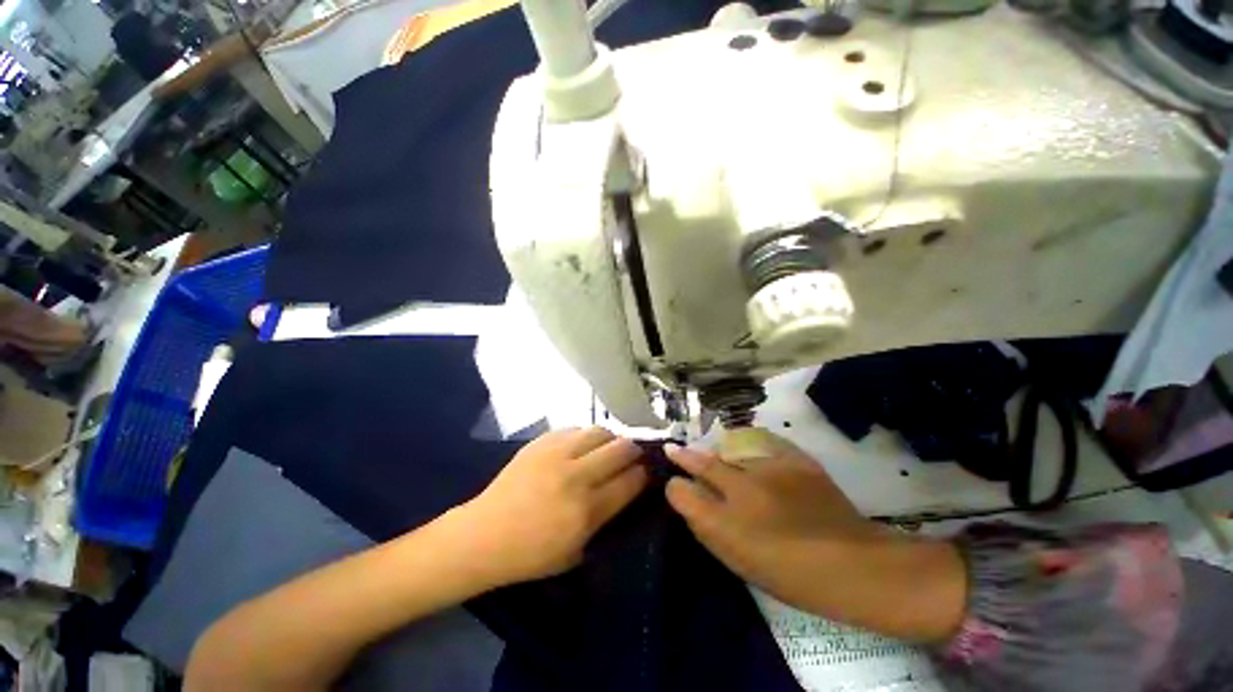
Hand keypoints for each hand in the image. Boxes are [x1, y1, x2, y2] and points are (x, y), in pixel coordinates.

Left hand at [459, 427, 647, 585]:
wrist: (484, 535)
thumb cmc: (531, 554)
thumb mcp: (576, 552)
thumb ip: (605, 521)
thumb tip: (626, 492)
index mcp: (586, 511)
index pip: (630, 481)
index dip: (644, 474)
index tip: (646, 472)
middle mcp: (576, 477)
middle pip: (620, 449)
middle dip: (634, 451)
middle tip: (633, 456)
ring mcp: (557, 454)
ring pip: (600, 431)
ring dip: (611, 439)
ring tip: (609, 447)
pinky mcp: (541, 442)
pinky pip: (574, 429)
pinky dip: (585, 436)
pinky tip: (582, 445)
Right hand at [664, 434, 878, 586]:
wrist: (853, 565)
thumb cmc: (791, 576)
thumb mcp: (740, 561)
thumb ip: (708, 528)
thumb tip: (689, 500)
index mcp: (728, 526)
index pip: (684, 494)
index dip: (674, 486)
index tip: (672, 481)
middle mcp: (743, 492)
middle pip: (703, 464)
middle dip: (684, 456)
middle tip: (673, 448)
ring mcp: (770, 471)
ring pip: (730, 449)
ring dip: (717, 451)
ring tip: (713, 451)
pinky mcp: (795, 459)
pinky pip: (762, 442)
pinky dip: (750, 444)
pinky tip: (747, 448)